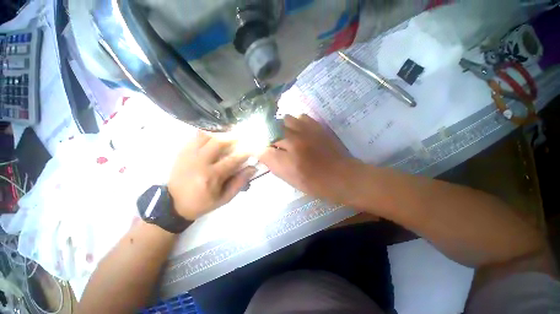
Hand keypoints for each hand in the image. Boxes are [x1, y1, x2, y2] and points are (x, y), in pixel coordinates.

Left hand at [168, 131, 255, 219]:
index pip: (233, 159)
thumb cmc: (202, 202)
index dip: (245, 152)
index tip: (253, 149)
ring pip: (206, 136)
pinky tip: (215, 136)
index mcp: (211, 176)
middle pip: (218, 142)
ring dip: (220, 134)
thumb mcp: (224, 198)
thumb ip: (239, 183)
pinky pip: (196, 137)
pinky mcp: (182, 152)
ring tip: (228, 135)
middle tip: (241, 137)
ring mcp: (189, 155)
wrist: (173, 204)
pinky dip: (208, 134)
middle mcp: (199, 162)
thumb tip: (252, 168)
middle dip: (233, 137)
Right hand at [259, 115, 361, 203]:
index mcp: (286, 159)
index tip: (258, 149)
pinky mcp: (317, 126)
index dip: (257, 147)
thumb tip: (261, 151)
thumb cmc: (315, 183)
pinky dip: (296, 122)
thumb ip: (272, 164)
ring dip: (282, 127)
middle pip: (270, 129)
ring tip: (287, 136)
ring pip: (284, 119)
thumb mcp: (289, 179)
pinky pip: (300, 116)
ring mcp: (306, 130)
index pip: (261, 148)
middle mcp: (293, 141)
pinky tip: (299, 131)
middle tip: (273, 144)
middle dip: (268, 136)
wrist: (342, 176)